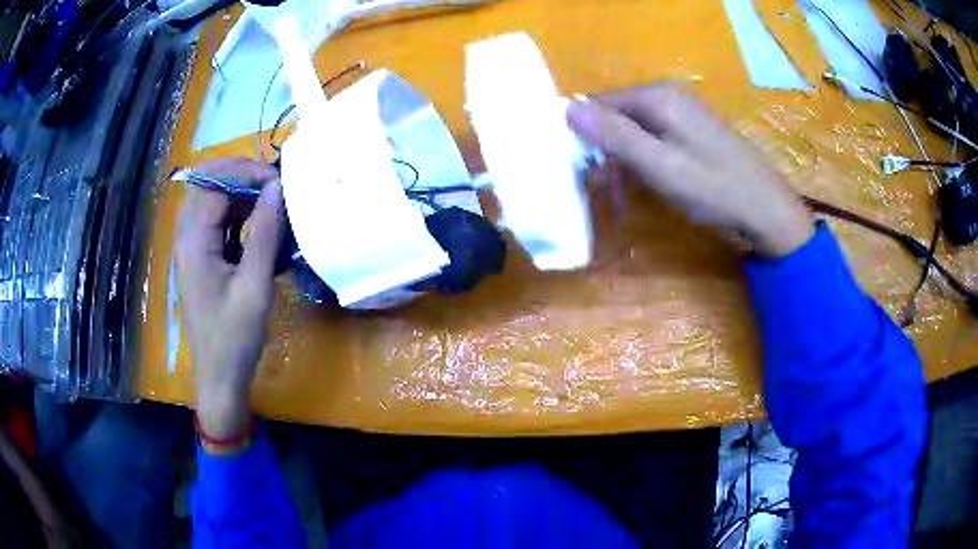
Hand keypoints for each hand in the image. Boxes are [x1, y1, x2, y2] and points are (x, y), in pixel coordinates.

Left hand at [175, 158, 283, 439]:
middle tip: (274, 187)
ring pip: (209, 200)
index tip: (279, 183)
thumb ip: (264, 234)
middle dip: (240, 176)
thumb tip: (276, 188)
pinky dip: (235, 214)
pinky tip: (257, 226)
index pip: (213, 184)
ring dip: (239, 194)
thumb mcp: (254, 286)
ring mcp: (190, 248)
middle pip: (206, 184)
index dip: (246, 173)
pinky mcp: (199, 259)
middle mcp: (186, 238)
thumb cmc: (236, 337)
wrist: (219, 377)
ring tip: (270, 203)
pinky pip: (214, 222)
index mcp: (194, 242)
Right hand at [567, 86, 813, 256]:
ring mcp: (683, 110)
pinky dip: (646, 155)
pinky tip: (653, 178)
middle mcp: (668, 94)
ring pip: (635, 126)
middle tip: (608, 185)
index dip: (587, 133)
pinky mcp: (694, 128)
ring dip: (625, 155)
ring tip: (627, 189)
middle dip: (607, 146)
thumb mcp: (659, 165)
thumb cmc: (713, 189)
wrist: (766, 209)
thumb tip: (567, 107)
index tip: (586, 169)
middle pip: (618, 113)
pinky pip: (655, 134)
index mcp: (657, 96)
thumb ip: (615, 136)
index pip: (599, 103)